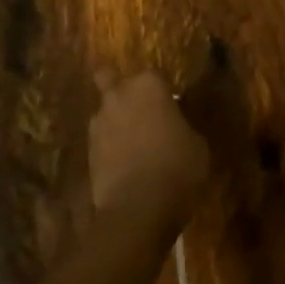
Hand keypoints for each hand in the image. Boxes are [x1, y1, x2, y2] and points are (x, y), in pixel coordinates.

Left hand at [88, 72, 208, 228]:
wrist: (137, 206)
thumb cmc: (176, 167)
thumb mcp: (197, 145)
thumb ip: (183, 125)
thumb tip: (176, 126)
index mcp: (149, 85)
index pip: (154, 77)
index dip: (161, 92)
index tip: (170, 108)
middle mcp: (119, 94)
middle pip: (112, 79)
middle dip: (122, 90)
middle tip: (140, 111)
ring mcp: (99, 120)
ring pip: (104, 110)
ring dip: (115, 121)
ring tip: (131, 144)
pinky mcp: (87, 148)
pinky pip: (101, 139)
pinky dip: (109, 146)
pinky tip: (122, 163)